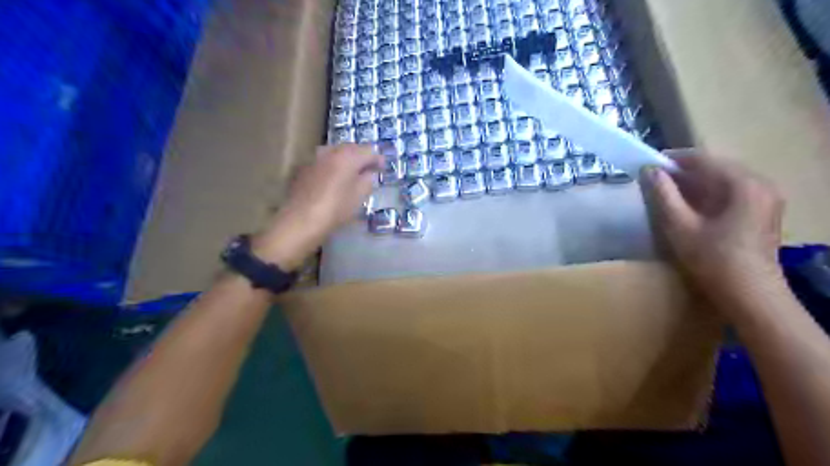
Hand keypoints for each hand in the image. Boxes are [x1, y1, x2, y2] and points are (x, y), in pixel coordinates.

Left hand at [254, 143, 382, 271]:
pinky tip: (333, 179)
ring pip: (335, 152)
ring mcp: (315, 159)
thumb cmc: (335, 209)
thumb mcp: (358, 197)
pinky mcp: (303, 168)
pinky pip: (323, 162)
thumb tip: (369, 174)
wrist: (300, 220)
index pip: (369, 151)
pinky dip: (332, 166)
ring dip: (345, 159)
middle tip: (369, 169)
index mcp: (347, 157)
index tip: (383, 168)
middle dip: (361, 156)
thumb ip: (367, 181)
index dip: (378, 159)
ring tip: (351, 172)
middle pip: (351, 148)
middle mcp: (330, 152)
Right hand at [641, 151, 784, 306]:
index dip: (673, 160)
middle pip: (715, 168)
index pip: (703, 159)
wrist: (750, 296)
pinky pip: (730, 193)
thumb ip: (664, 195)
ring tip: (667, 193)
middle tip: (654, 181)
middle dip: (683, 173)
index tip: (648, 165)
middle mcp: (760, 184)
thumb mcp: (680, 226)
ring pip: (722, 181)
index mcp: (744, 184)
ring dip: (694, 185)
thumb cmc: (713, 260)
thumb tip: (649, 170)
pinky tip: (690, 207)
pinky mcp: (763, 212)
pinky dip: (707, 195)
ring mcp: (765, 198)